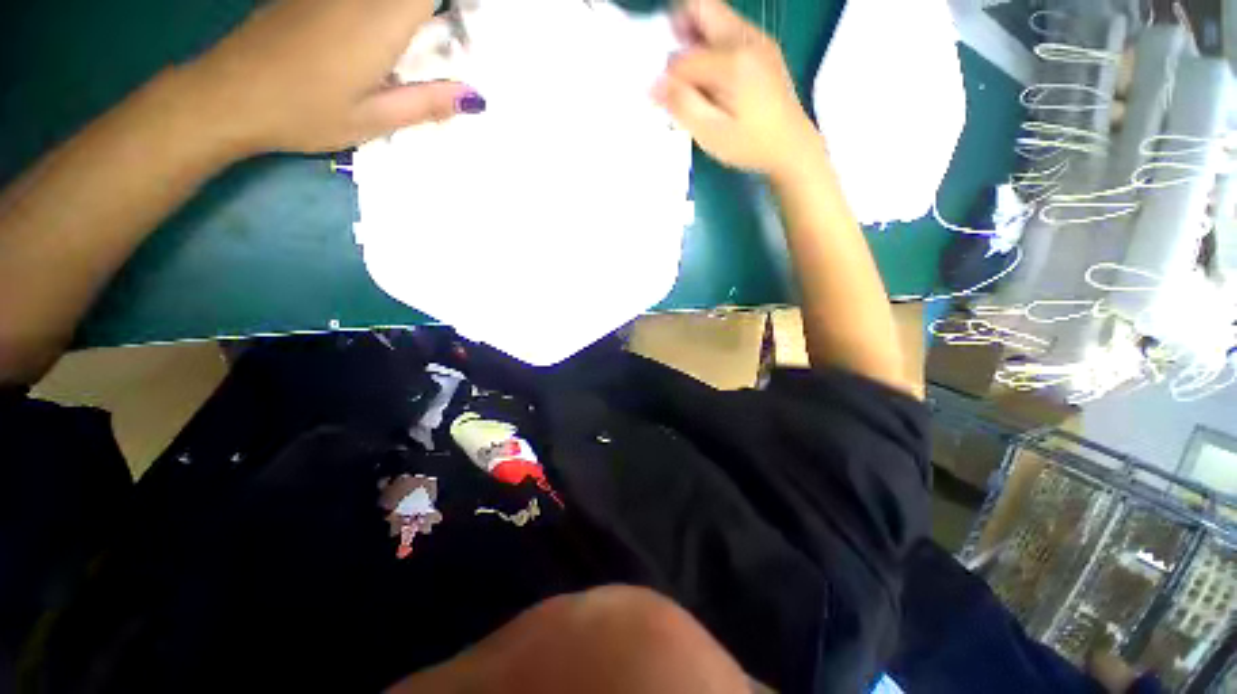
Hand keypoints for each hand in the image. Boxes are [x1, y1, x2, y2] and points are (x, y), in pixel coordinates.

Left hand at [178, 0, 484, 156]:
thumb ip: (426, 103)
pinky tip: (369, 42)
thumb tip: (474, 98)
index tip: (462, 26)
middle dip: (428, 14)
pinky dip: (377, 11)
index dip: (448, 7)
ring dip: (405, 14)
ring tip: (405, 52)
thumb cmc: (305, 112)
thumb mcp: (374, 119)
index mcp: (380, 22)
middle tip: (442, 43)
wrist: (227, 94)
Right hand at [653, 0, 817, 176]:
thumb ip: (682, 105)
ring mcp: (758, 40)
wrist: (792, 147)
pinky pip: (728, 31)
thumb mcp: (711, 133)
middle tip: (669, 68)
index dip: (666, 76)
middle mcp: (747, 38)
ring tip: (689, 77)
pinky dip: (710, 45)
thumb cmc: (750, 145)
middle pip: (703, 8)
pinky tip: (709, 78)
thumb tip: (652, 84)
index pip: (683, 56)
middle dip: (678, 29)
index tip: (660, 98)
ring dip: (694, 38)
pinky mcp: (763, 48)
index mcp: (733, 60)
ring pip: (715, 18)